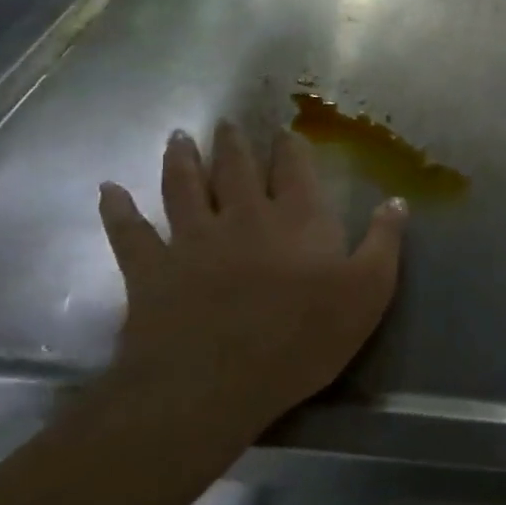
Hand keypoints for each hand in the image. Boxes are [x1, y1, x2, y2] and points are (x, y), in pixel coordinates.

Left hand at [96, 122, 405, 429]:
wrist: (214, 382)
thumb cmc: (303, 337)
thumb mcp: (368, 291)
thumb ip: (384, 242)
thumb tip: (397, 199)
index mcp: (298, 219)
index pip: (295, 170)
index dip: (290, 147)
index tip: (284, 130)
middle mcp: (244, 215)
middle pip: (237, 169)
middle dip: (234, 143)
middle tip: (227, 122)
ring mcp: (192, 239)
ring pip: (185, 187)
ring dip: (181, 160)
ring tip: (178, 137)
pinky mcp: (150, 269)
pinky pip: (129, 232)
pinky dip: (117, 210)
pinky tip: (108, 190)